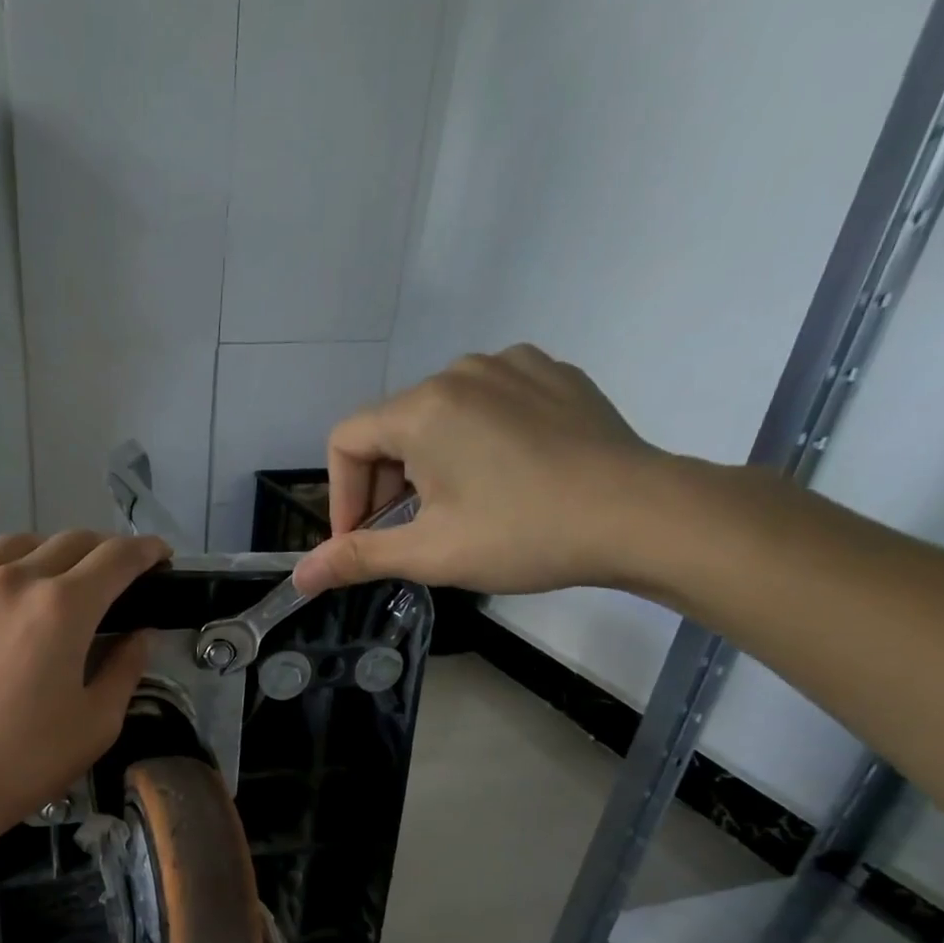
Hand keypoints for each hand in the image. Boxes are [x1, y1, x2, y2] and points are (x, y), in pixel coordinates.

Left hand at [0, 531, 170, 838]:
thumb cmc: (23, 763)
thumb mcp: (96, 725)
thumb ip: (125, 670)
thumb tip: (140, 635)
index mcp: (64, 608)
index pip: (117, 558)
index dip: (146, 551)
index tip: (157, 556)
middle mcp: (13, 579)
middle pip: (69, 542)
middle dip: (100, 552)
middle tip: (107, 577)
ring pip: (12, 543)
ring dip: (42, 555)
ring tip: (45, 580)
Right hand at [293, 345, 683, 596]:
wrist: (642, 515)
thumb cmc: (522, 534)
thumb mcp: (430, 553)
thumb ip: (357, 557)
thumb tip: (301, 577)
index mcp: (422, 408)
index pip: (345, 442)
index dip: (341, 497)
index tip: (361, 541)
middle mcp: (461, 371)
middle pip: (390, 428)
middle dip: (384, 484)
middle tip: (408, 533)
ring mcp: (513, 365)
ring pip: (439, 415)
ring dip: (427, 463)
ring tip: (457, 508)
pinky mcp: (553, 374)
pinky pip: (488, 402)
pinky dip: (475, 439)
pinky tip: (502, 476)